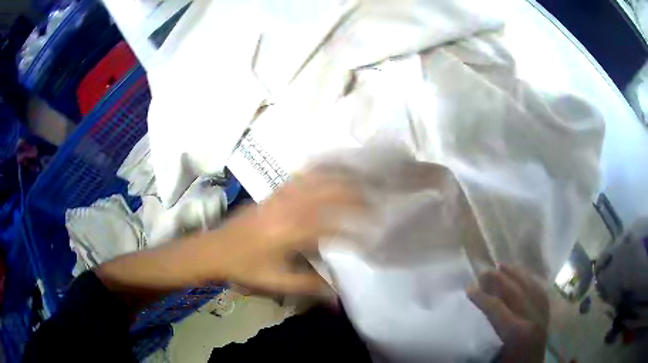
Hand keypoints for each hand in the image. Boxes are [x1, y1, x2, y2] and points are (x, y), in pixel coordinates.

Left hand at [201, 171, 365, 295]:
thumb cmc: (245, 267)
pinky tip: (332, 168)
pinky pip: (303, 174)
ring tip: (363, 180)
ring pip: (319, 178)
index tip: (373, 237)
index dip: (358, 231)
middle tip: (376, 203)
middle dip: (358, 196)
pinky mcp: (275, 192)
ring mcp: (282, 195)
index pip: (336, 227)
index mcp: (292, 232)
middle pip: (332, 192)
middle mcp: (291, 208)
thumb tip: (339, 297)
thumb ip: (310, 286)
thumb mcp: (277, 282)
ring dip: (343, 177)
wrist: (215, 249)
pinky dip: (321, 169)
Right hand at [467, 264, 548, 362]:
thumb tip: (471, 319)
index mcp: (517, 332)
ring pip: (531, 287)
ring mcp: (542, 316)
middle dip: (499, 279)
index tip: (468, 288)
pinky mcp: (546, 317)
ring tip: (503, 265)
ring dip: (516, 274)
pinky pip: (540, 293)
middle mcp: (533, 319)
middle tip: (484, 270)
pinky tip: (524, 276)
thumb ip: (483, 339)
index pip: (497, 308)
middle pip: (516, 291)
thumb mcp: (490, 360)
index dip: (481, 297)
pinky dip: (531, 281)